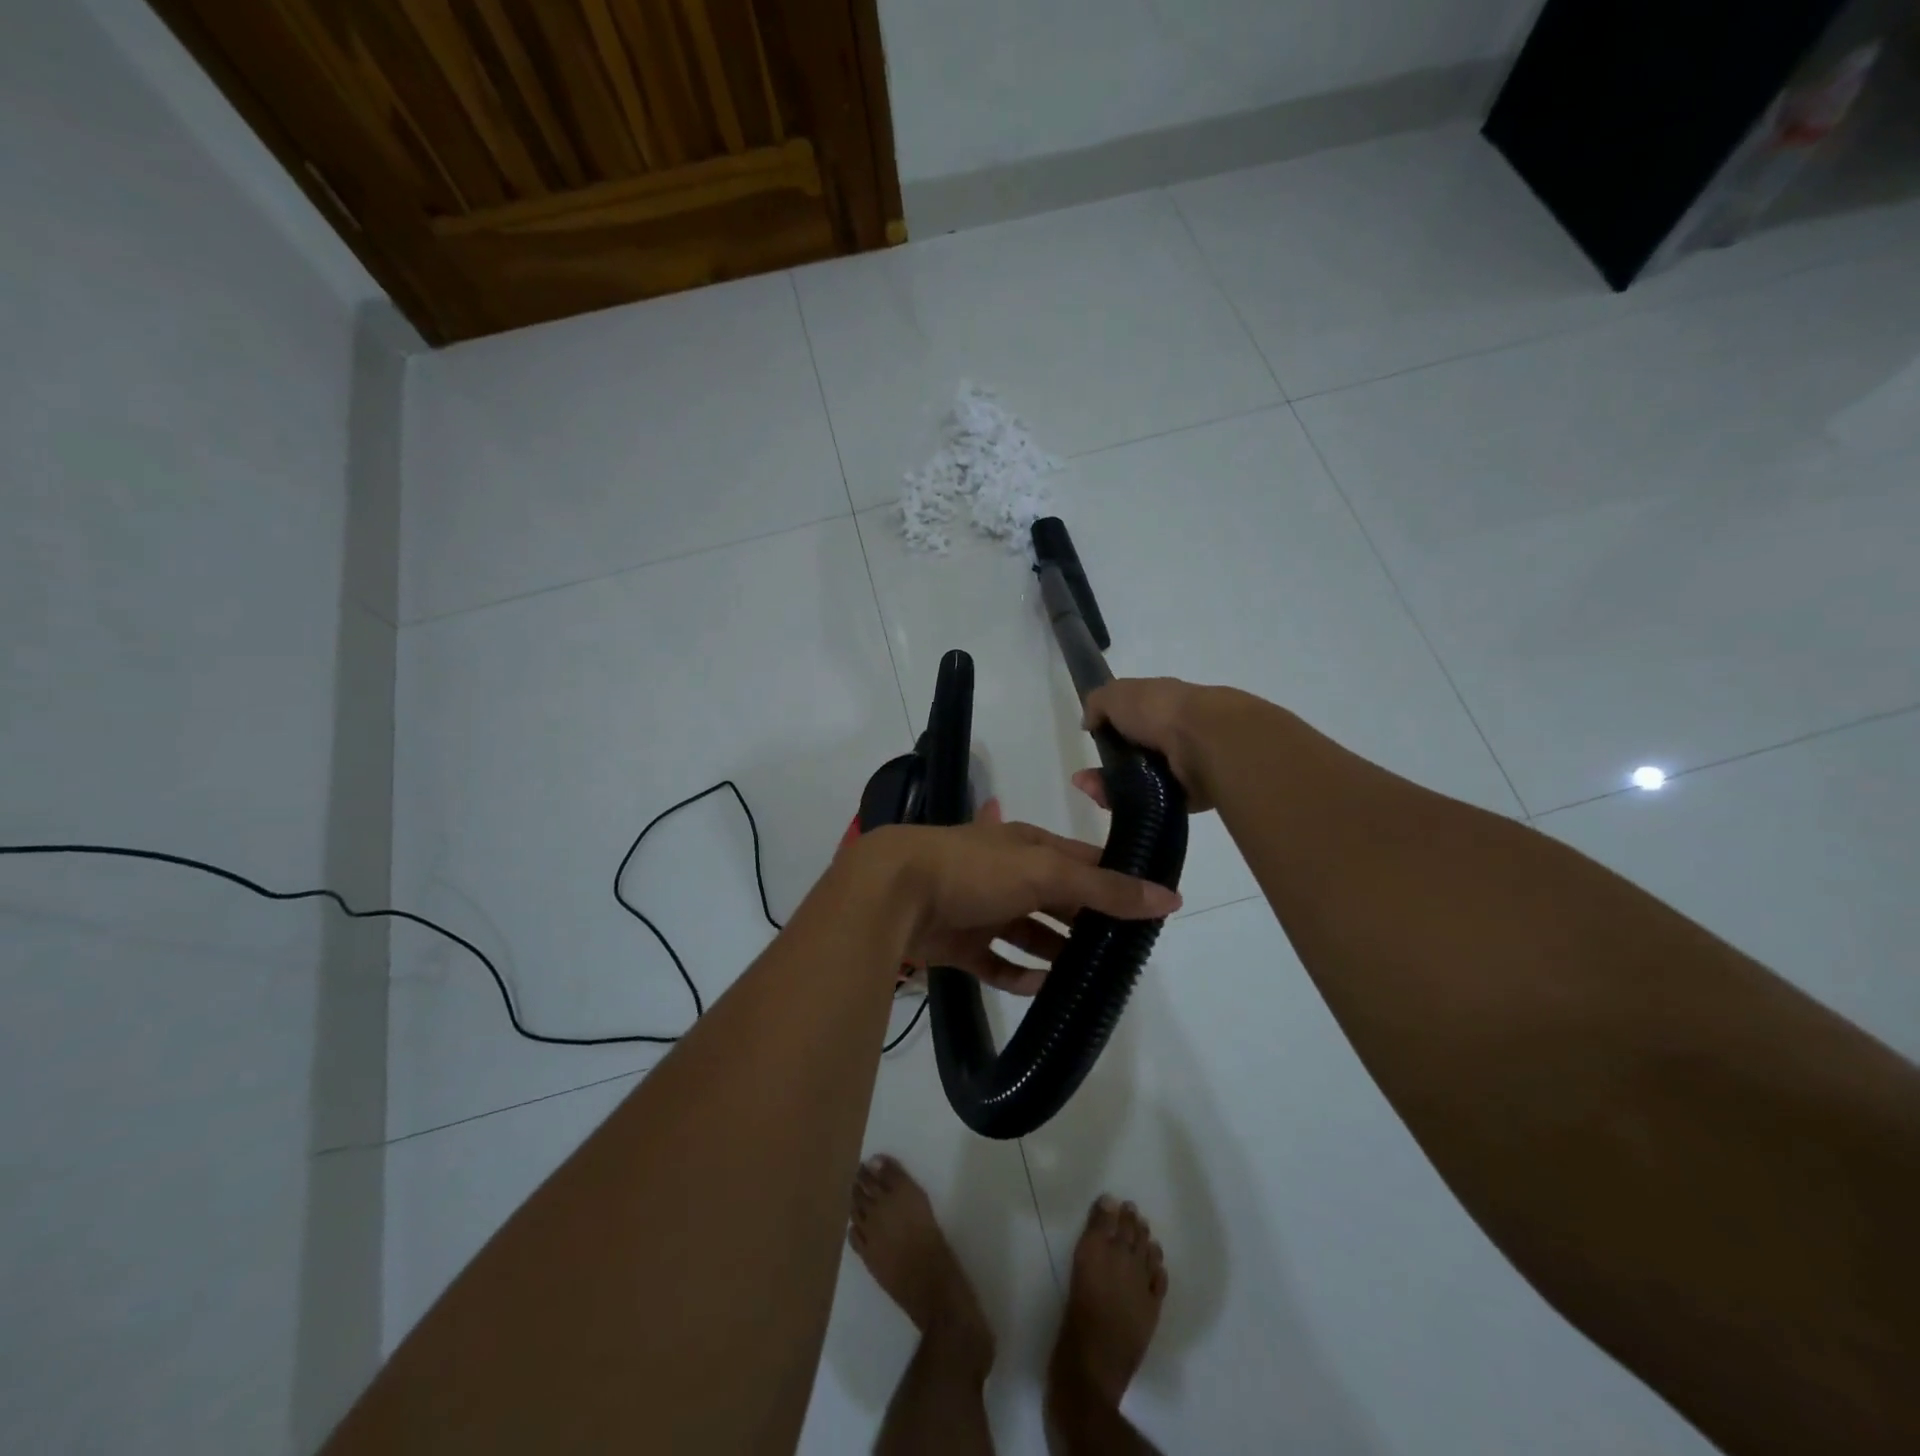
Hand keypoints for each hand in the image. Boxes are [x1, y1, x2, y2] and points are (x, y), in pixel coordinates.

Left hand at [874, 800, 1180, 996]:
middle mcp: (1008, 875)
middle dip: (1088, 920)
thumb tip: (1169, 897)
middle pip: (1058, 899)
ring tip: (1092, 977)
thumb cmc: (975, 870)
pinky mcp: (961, 943)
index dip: (1117, 879)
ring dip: (1057, 952)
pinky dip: (1020, 975)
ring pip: (1030, 933)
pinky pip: (998, 963)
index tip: (1151, 906)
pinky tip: (1044, 990)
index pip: (1084, 860)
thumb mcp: (1045, 871)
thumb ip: (1104, 886)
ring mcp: (983, 910)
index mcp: (1028, 847)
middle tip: (1125, 952)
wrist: (895, 893)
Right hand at [1071, 677, 1228, 813]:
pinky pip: (1153, 802)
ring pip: (1140, 781)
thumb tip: (1089, 722)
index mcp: (1164, 704)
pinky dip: (1130, 804)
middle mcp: (1176, 734)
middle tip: (1085, 778)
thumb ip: (1098, 703)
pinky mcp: (1190, 795)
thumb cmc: (1160, 711)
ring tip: (1092, 790)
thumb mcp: (1117, 694)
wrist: (1206, 742)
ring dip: (1111, 788)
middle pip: (1134, 755)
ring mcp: (1184, 765)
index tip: (1092, 739)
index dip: (1110, 728)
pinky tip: (1110, 802)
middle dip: (1106, 768)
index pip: (1133, 716)